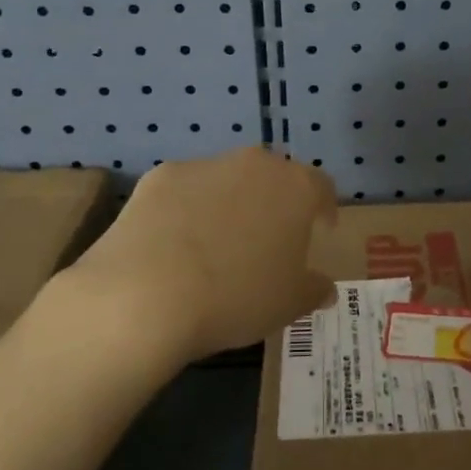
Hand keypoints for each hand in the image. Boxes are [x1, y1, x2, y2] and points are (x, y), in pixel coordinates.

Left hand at [72, 147, 336, 361]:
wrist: (146, 295)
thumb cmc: (236, 297)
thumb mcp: (288, 304)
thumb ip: (313, 290)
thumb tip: (324, 288)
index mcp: (295, 188)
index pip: (322, 187)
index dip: (324, 208)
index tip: (321, 231)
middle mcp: (254, 164)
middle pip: (273, 177)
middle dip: (274, 202)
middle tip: (268, 239)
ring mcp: (204, 165)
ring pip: (227, 180)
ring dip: (229, 203)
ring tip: (216, 245)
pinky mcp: (160, 176)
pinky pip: (185, 190)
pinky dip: (187, 209)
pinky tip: (175, 244)